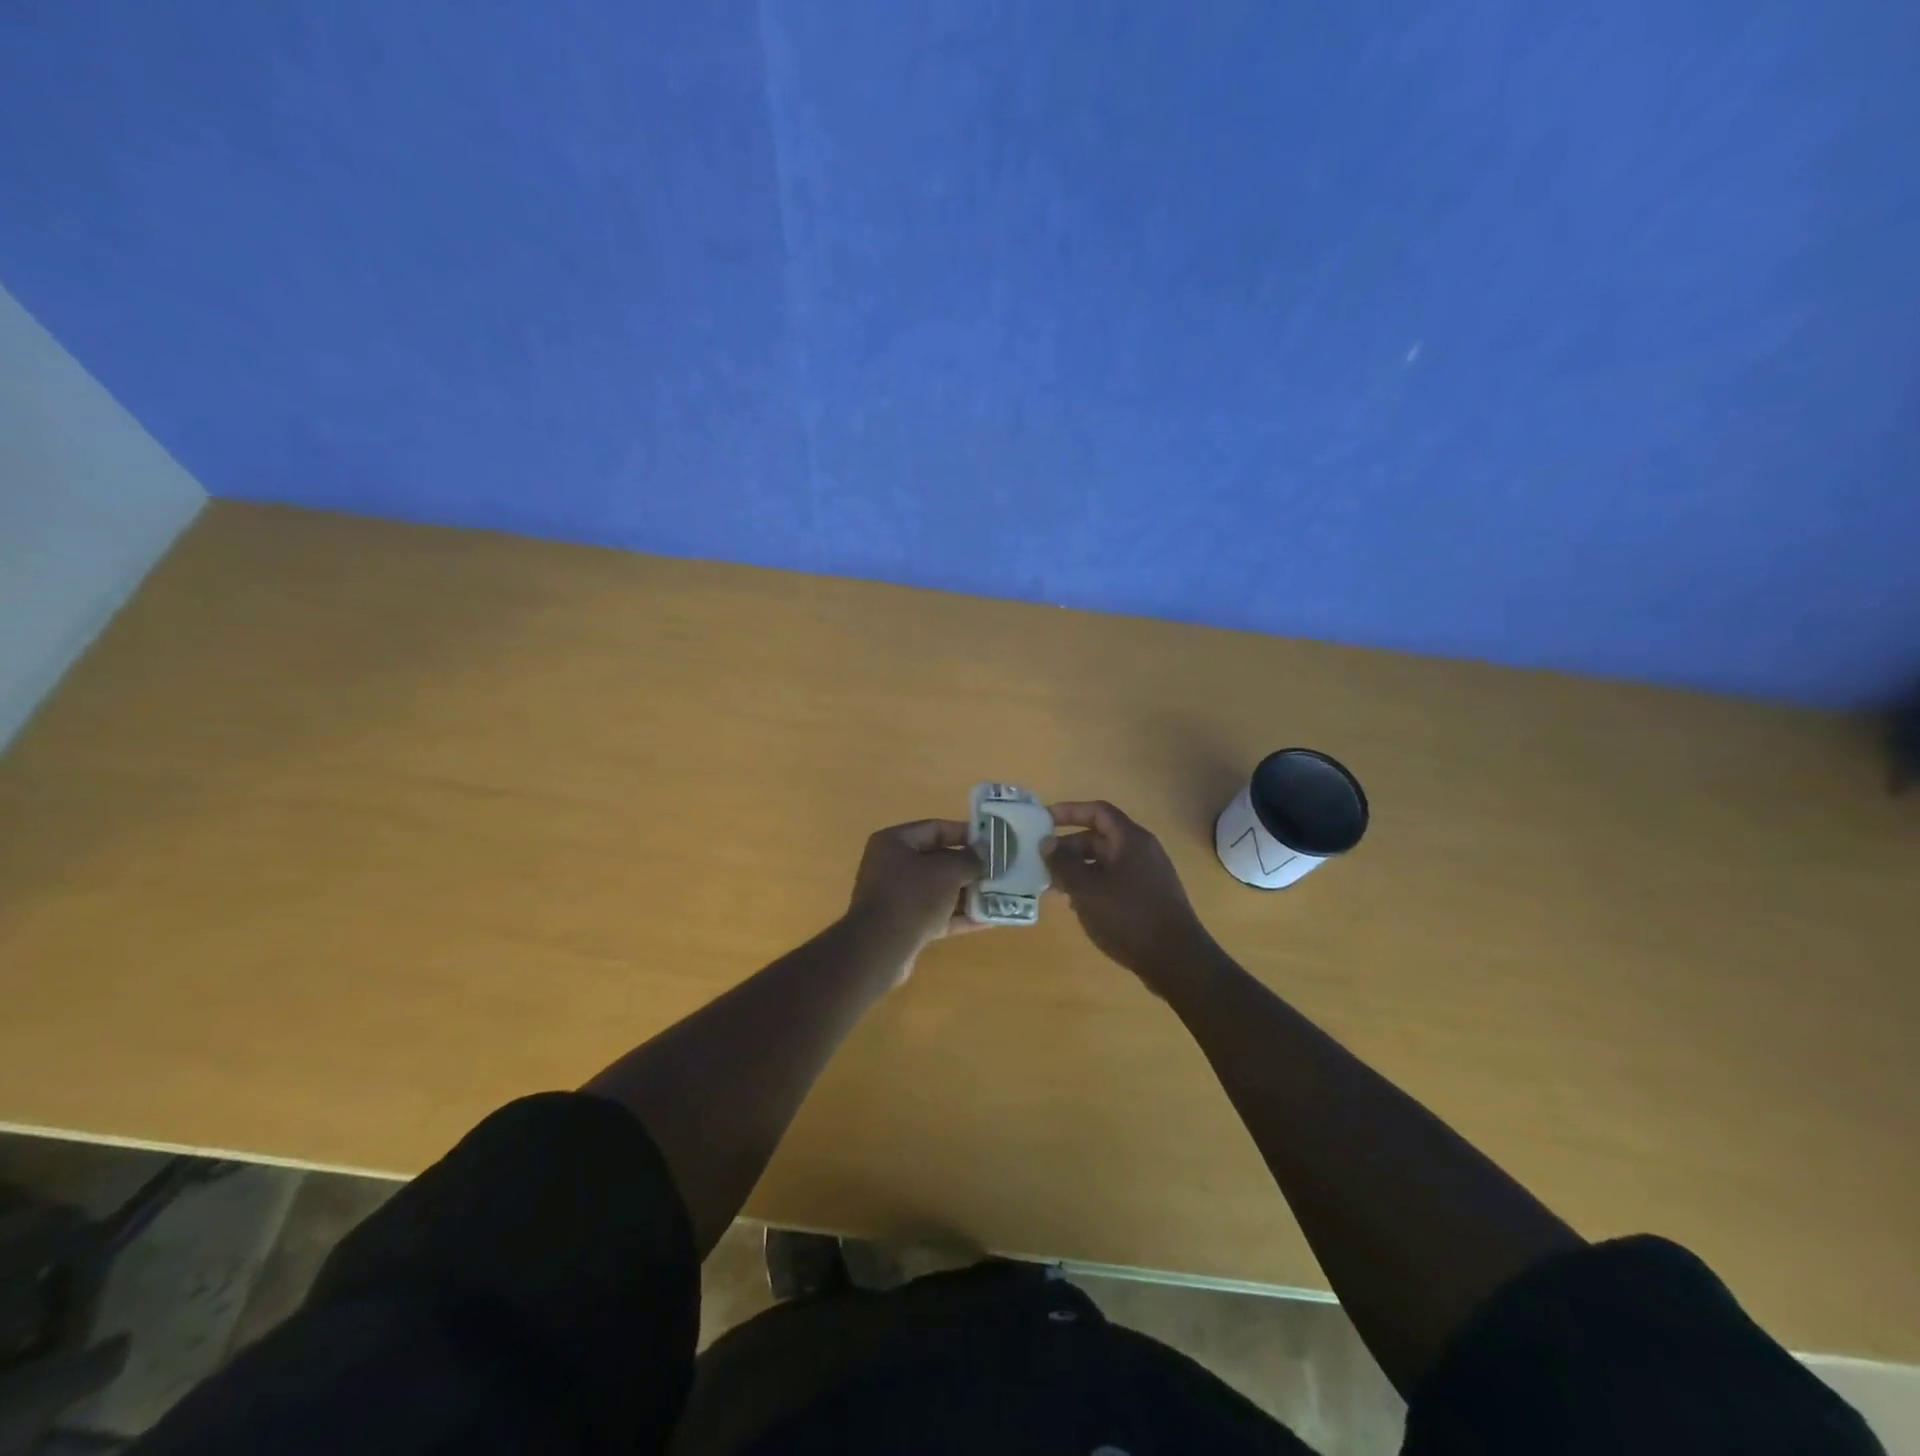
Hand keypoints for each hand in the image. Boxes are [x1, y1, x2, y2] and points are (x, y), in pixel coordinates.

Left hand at [846, 819, 986, 980]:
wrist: (880, 948)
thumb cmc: (912, 896)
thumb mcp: (947, 871)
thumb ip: (969, 859)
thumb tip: (983, 852)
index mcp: (894, 842)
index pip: (935, 828)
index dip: (964, 833)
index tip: (991, 840)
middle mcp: (892, 865)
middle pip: (937, 860)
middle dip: (969, 866)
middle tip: (999, 868)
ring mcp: (897, 897)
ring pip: (939, 889)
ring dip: (967, 892)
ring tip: (1000, 893)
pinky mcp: (905, 924)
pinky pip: (937, 914)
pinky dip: (959, 915)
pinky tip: (989, 919)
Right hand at [1045, 801, 1215, 993]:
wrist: (1176, 960)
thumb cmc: (1128, 917)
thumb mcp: (1087, 890)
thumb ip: (1064, 863)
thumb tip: (1047, 842)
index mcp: (1130, 840)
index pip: (1097, 812)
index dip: (1069, 811)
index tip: (1043, 821)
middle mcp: (1142, 851)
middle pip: (1099, 837)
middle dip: (1069, 847)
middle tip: (1042, 862)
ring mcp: (1148, 874)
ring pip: (1105, 862)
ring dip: (1078, 869)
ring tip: (1054, 886)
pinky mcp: (1149, 897)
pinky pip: (1115, 880)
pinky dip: (1093, 885)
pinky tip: (1078, 905)